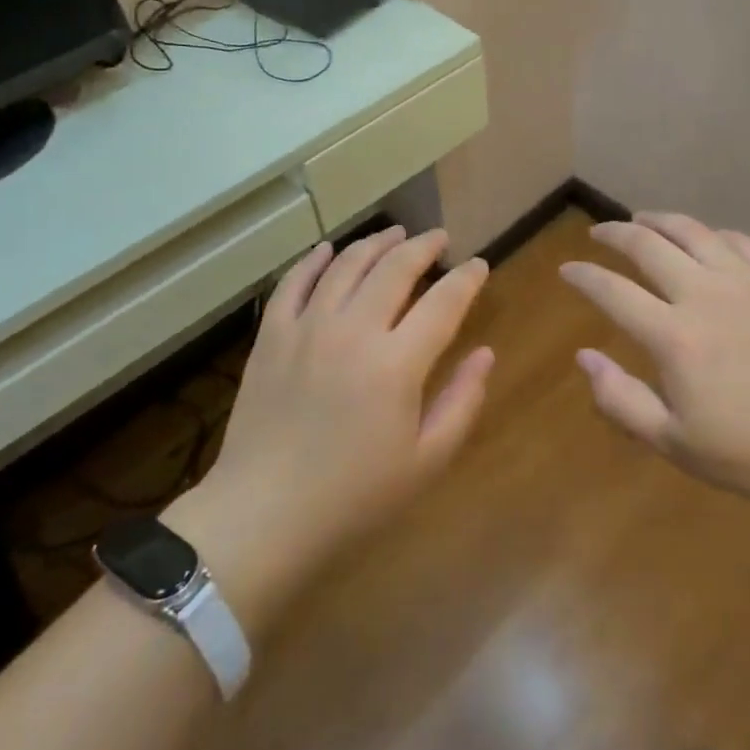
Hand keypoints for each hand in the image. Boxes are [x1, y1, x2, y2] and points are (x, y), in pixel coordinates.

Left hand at [167, 228, 492, 628]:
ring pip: (346, 265)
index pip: (443, 303)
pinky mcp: (272, 336)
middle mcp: (353, 330)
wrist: (263, 516)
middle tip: (440, 238)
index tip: (479, 265)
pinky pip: (294, 283)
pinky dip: (313, 260)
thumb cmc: (354, 497)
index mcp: (397, 363)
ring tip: (395, 233)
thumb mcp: (425, 461)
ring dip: (376, 243)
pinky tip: (328, 249)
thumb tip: (485, 354)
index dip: (466, 279)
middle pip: (395, 268)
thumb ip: (461, 402)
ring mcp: (307, 328)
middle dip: (423, 246)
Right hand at [560, 212, 749, 512]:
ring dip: (658, 220)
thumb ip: (621, 400)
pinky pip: (738, 240)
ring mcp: (747, 280)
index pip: (612, 291)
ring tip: (642, 219)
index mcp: (674, 336)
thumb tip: (583, 357)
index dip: (583, 276)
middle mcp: (705, 294)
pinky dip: (711, 233)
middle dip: (614, 233)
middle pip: (647, 245)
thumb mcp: (677, 444)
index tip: (567, 270)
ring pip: (692, 231)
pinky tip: (705, 239)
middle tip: (599, 234)